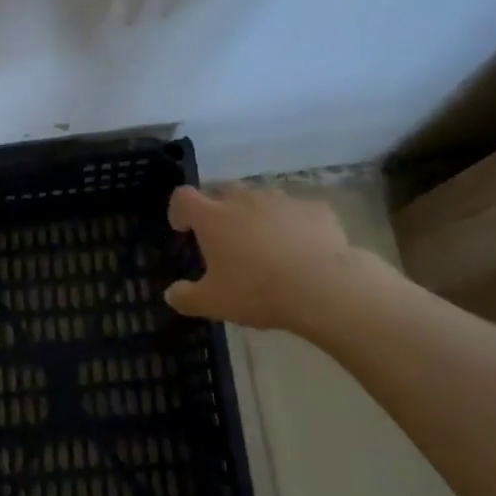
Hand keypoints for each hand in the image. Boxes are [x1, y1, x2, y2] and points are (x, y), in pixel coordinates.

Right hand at [164, 184, 357, 331]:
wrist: (324, 288)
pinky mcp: (314, 208)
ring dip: (256, 215)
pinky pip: (296, 211)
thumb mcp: (214, 303)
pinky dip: (292, 224)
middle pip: (222, 192)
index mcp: (213, 217)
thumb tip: (171, 294)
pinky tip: (301, 248)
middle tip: (224, 239)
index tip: (183, 228)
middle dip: (218, 209)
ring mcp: (281, 200)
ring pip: (261, 199)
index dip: (178, 209)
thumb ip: (187, 297)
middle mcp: (244, 199)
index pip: (184, 197)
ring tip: (265, 244)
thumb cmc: (259, 292)